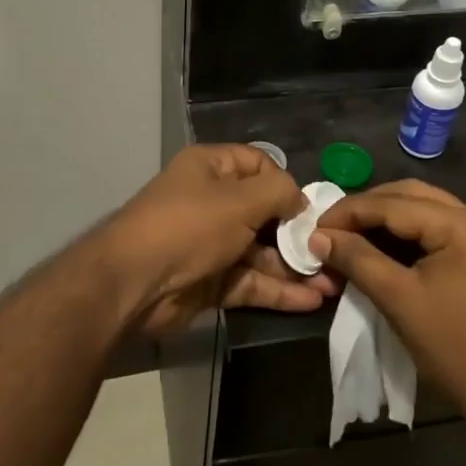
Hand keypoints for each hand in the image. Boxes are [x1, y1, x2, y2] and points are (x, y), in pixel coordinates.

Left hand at [96, 145, 332, 337]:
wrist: (133, 284)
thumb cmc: (189, 226)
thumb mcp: (240, 200)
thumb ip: (278, 193)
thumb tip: (300, 200)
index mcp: (210, 168)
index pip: (258, 164)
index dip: (285, 183)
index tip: (309, 208)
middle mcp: (211, 202)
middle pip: (263, 212)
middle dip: (297, 233)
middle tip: (331, 251)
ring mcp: (210, 244)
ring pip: (260, 252)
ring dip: (293, 267)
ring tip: (333, 282)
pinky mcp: (210, 281)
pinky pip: (250, 281)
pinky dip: (278, 290)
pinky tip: (312, 300)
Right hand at [310, 181, 465, 431]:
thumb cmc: (455, 348)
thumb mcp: (399, 300)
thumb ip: (357, 259)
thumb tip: (318, 237)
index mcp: (462, 225)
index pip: (394, 203)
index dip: (350, 212)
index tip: (315, 227)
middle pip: (409, 196)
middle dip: (366, 209)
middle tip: (330, 228)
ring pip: (421, 210)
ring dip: (383, 219)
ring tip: (348, 236)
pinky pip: (433, 229)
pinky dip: (403, 235)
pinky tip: (377, 247)